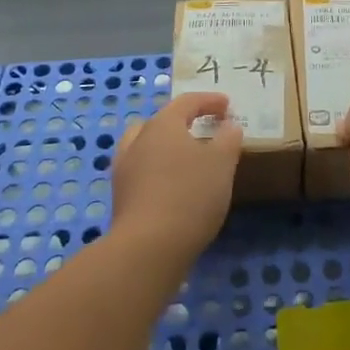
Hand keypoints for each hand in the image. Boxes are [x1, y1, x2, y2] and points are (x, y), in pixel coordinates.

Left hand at [111, 92, 242, 255]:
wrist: (148, 248)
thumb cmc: (190, 194)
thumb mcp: (222, 162)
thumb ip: (228, 139)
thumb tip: (229, 126)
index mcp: (163, 125)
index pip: (187, 102)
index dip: (209, 101)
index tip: (227, 106)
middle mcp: (139, 140)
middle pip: (161, 121)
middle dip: (183, 122)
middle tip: (204, 130)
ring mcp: (124, 170)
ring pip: (145, 146)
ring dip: (165, 146)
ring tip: (185, 158)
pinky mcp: (120, 198)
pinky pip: (141, 172)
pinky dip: (157, 171)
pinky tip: (172, 186)